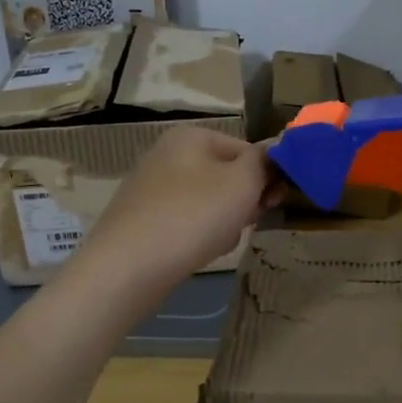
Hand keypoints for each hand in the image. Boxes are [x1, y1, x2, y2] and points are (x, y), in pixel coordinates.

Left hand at [72, 127, 277, 295]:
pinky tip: (196, 252)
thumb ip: (264, 162)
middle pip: (227, 176)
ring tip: (217, 241)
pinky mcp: (142, 218)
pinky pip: (185, 221)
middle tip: (245, 223)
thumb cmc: (193, 216)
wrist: (128, 266)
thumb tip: (273, 152)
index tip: (273, 204)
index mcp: (192, 136)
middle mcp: (168, 153)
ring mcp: (151, 187)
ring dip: (223, 222)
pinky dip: (198, 235)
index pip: (247, 151)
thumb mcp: (243, 182)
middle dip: (243, 202)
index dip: (267, 177)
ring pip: (208, 202)